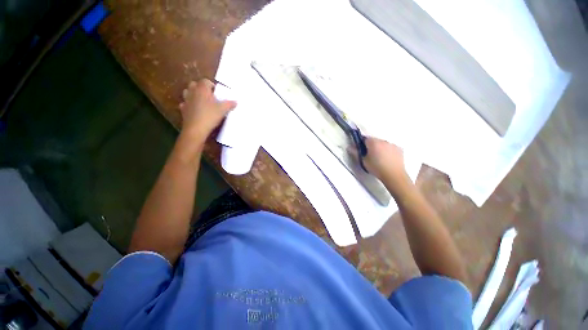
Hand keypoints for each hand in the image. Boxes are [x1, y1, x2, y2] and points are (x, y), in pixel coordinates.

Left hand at [179, 79, 236, 139]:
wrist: (196, 129)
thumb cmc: (210, 116)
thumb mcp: (223, 110)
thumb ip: (229, 104)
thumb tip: (235, 102)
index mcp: (202, 89)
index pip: (206, 81)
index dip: (212, 86)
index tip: (217, 93)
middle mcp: (192, 92)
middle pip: (194, 84)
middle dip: (201, 88)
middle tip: (209, 96)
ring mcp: (186, 100)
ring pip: (187, 92)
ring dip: (193, 94)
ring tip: (202, 101)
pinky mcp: (183, 109)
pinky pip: (185, 103)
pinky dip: (189, 105)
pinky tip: (195, 110)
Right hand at [349, 137, 410, 190]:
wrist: (394, 175)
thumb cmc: (376, 168)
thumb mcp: (363, 161)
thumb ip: (355, 153)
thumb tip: (349, 147)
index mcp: (373, 143)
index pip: (365, 138)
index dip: (361, 143)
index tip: (361, 150)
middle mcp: (383, 141)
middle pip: (374, 140)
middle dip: (371, 146)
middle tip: (369, 156)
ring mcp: (392, 144)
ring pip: (383, 144)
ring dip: (379, 148)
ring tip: (379, 158)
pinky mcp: (399, 149)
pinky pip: (390, 148)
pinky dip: (388, 151)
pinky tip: (387, 159)